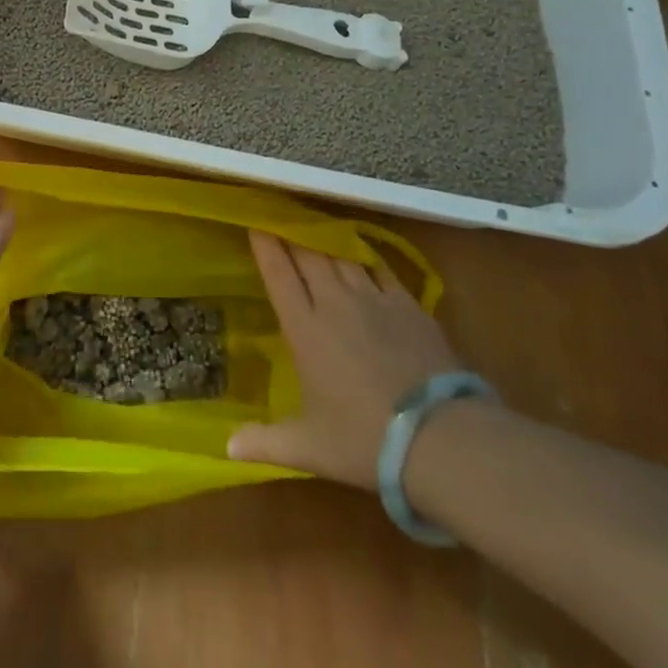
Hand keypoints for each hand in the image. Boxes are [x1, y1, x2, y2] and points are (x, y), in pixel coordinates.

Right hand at [228, 230, 460, 491]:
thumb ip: (266, 442)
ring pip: (342, 256)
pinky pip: (379, 269)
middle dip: (291, 234)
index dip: (265, 245)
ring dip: (325, 242)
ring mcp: (374, 299)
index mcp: (304, 328)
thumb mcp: (309, 447)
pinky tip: (362, 257)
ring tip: (315, 232)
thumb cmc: (365, 440)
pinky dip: (365, 258)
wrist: (440, 439)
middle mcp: (334, 302)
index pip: (278, 273)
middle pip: (308, 255)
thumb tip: (227, 447)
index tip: (255, 223)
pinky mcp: (408, 304)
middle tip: (280, 220)